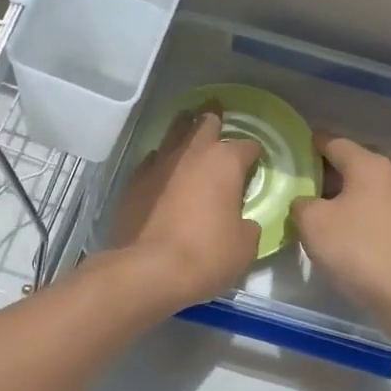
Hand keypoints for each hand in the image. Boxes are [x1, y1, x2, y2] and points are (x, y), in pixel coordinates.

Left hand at [108, 108, 262, 308]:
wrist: (147, 270)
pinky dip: (162, 161)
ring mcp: (159, 164)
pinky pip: (153, 160)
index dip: (254, 153)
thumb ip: (248, 225)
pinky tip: (164, 170)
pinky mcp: (134, 181)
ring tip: (189, 131)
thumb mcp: (245, 246)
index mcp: (225, 162)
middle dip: (215, 120)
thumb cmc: (206, 255)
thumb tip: (243, 221)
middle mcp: (192, 153)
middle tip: (219, 121)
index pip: (247, 146)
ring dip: (185, 131)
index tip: (256, 162)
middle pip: (205, 123)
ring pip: (174, 133)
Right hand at [290, 134, 390, 315]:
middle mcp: (388, 175)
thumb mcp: (313, 222)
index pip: (333, 142)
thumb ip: (300, 203)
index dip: (308, 145)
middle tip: (291, 184)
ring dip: (334, 196)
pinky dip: (349, 213)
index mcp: (368, 164)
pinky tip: (331, 230)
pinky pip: (368, 208)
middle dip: (319, 172)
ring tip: (306, 209)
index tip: (287, 153)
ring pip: (358, 188)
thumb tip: (305, 202)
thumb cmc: (357, 248)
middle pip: (348, 164)